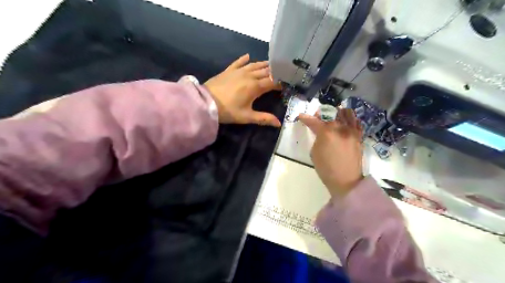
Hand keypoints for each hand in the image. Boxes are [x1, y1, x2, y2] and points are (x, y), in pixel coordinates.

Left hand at [203, 54, 281, 126]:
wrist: (206, 102)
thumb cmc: (228, 111)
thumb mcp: (247, 117)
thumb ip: (264, 119)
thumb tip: (279, 124)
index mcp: (255, 87)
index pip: (272, 82)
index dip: (280, 83)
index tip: (286, 83)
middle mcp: (249, 76)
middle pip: (265, 71)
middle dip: (274, 72)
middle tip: (281, 72)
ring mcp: (238, 71)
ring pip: (254, 65)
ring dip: (263, 65)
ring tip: (271, 64)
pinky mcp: (228, 70)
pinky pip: (238, 62)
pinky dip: (244, 59)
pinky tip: (248, 56)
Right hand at [296, 108, 365, 198]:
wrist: (346, 180)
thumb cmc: (326, 169)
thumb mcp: (315, 152)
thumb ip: (317, 138)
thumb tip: (320, 132)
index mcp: (326, 133)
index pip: (313, 121)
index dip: (305, 118)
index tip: (301, 116)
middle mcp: (340, 128)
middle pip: (331, 112)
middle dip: (322, 113)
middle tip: (318, 118)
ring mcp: (352, 131)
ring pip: (346, 113)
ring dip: (338, 113)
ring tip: (334, 117)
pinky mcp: (359, 136)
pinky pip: (356, 122)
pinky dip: (350, 120)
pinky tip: (346, 123)